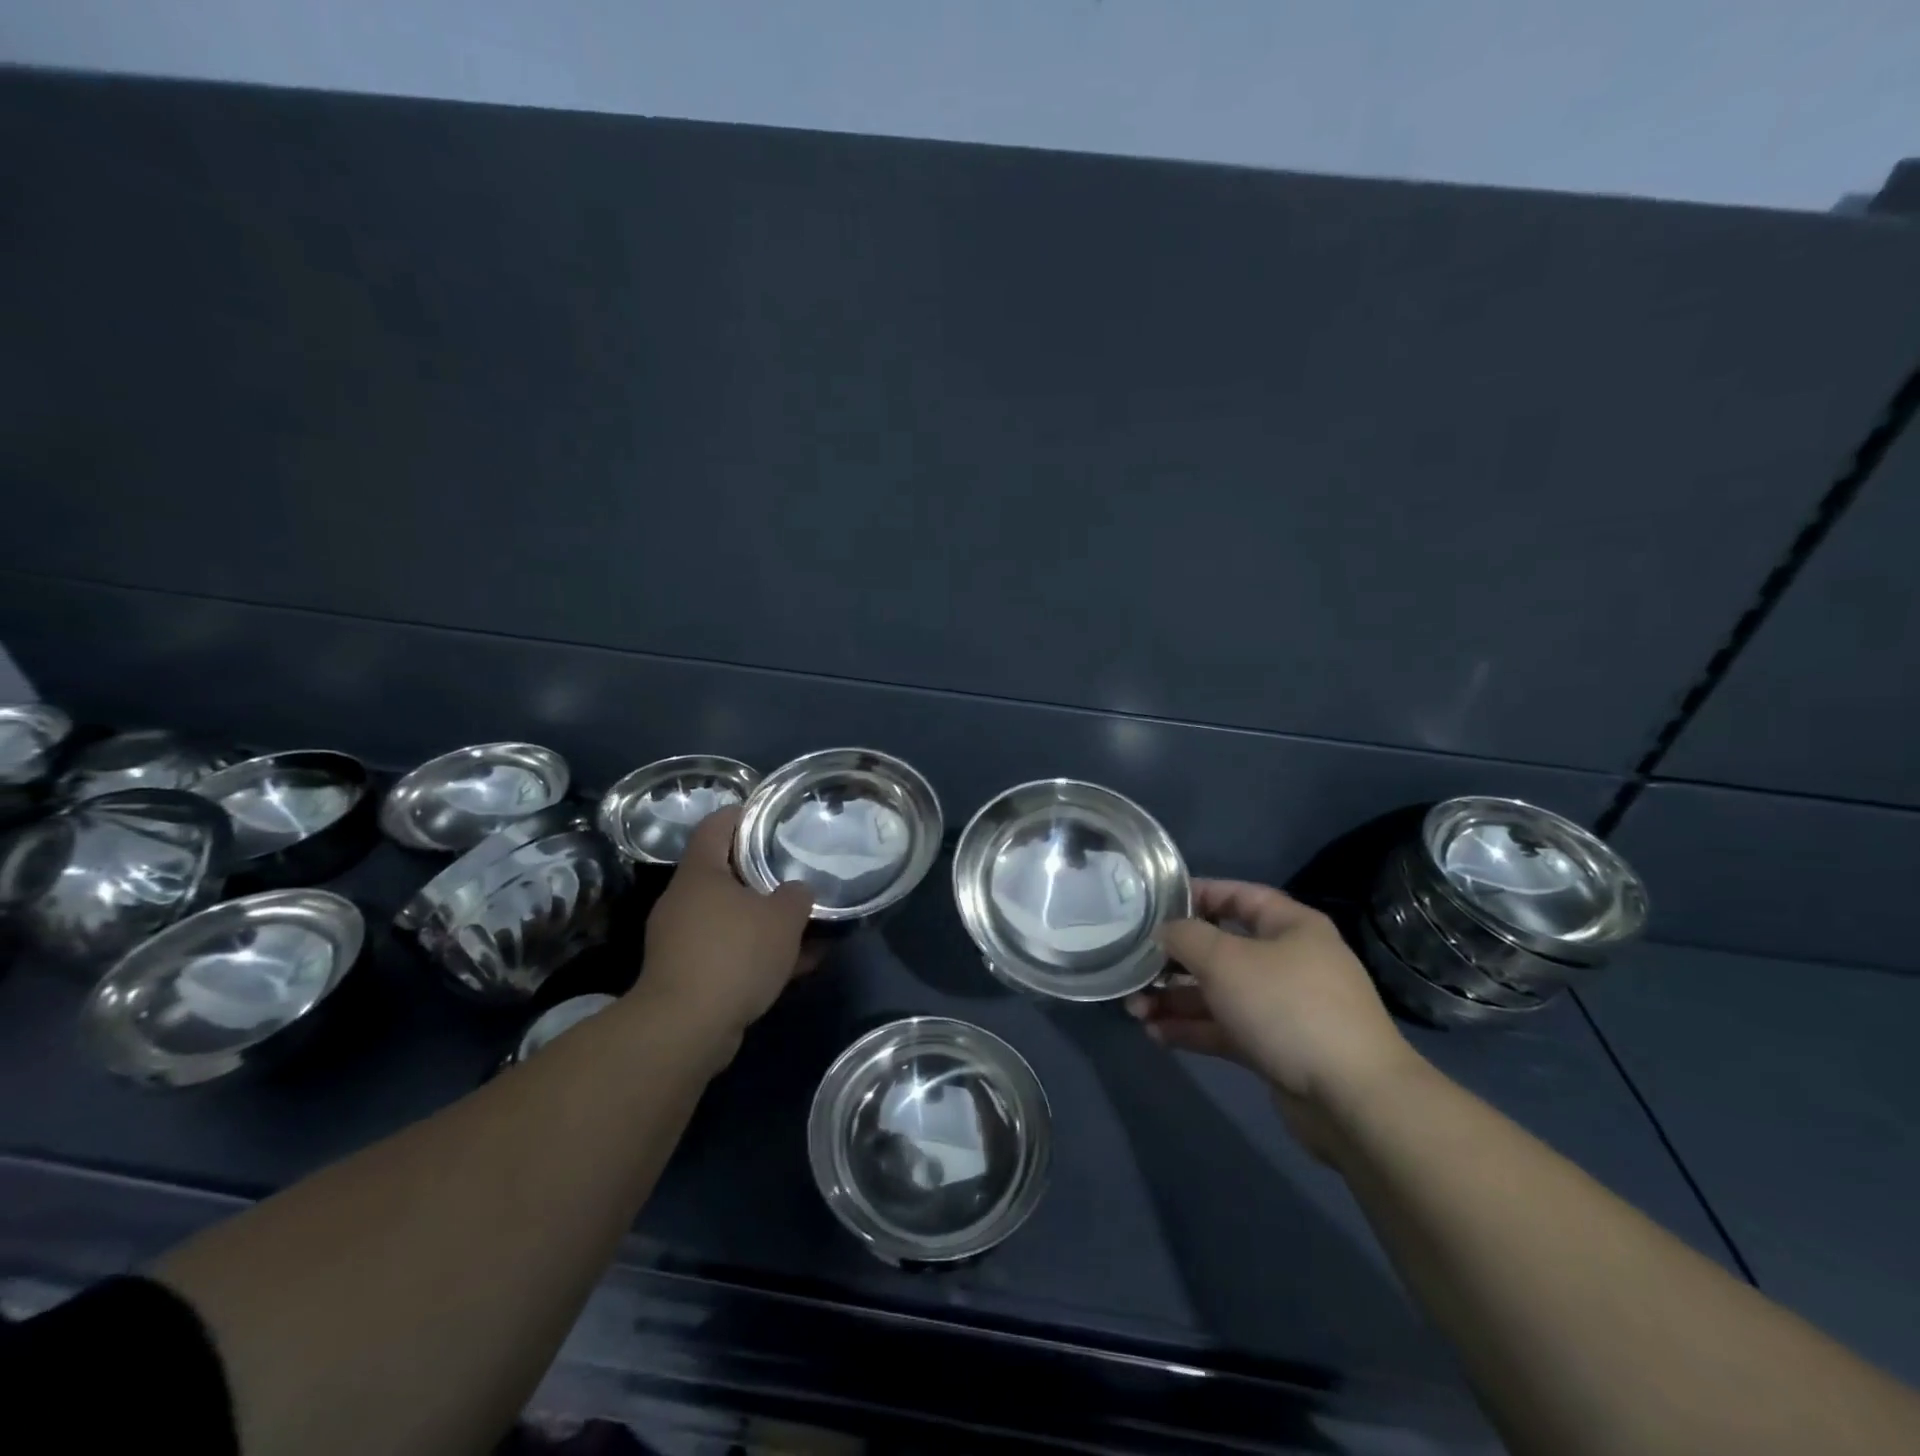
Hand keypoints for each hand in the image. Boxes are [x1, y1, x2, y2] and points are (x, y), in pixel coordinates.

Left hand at [637, 807, 813, 1049]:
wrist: (686, 1028)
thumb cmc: (734, 954)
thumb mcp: (783, 918)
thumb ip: (796, 896)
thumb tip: (795, 892)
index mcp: (700, 874)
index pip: (716, 825)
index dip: (742, 813)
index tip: (770, 814)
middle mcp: (684, 900)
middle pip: (725, 872)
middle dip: (761, 873)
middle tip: (796, 870)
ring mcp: (682, 939)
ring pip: (731, 917)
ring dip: (765, 920)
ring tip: (806, 924)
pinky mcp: (687, 974)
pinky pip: (730, 951)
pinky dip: (758, 953)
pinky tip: (796, 965)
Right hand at [1128, 880, 1423, 1155]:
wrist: (1353, 1099)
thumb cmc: (1287, 1007)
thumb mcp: (1226, 960)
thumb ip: (1186, 937)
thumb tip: (1164, 931)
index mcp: (1290, 926)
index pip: (1237, 895)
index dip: (1195, 895)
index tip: (1153, 905)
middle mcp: (1288, 961)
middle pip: (1221, 949)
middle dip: (1174, 960)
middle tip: (1135, 968)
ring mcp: (1284, 1007)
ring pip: (1219, 994)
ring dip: (1176, 999)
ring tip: (1134, 1009)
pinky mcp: (1277, 1048)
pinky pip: (1227, 1029)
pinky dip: (1193, 1029)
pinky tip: (1156, 1035)